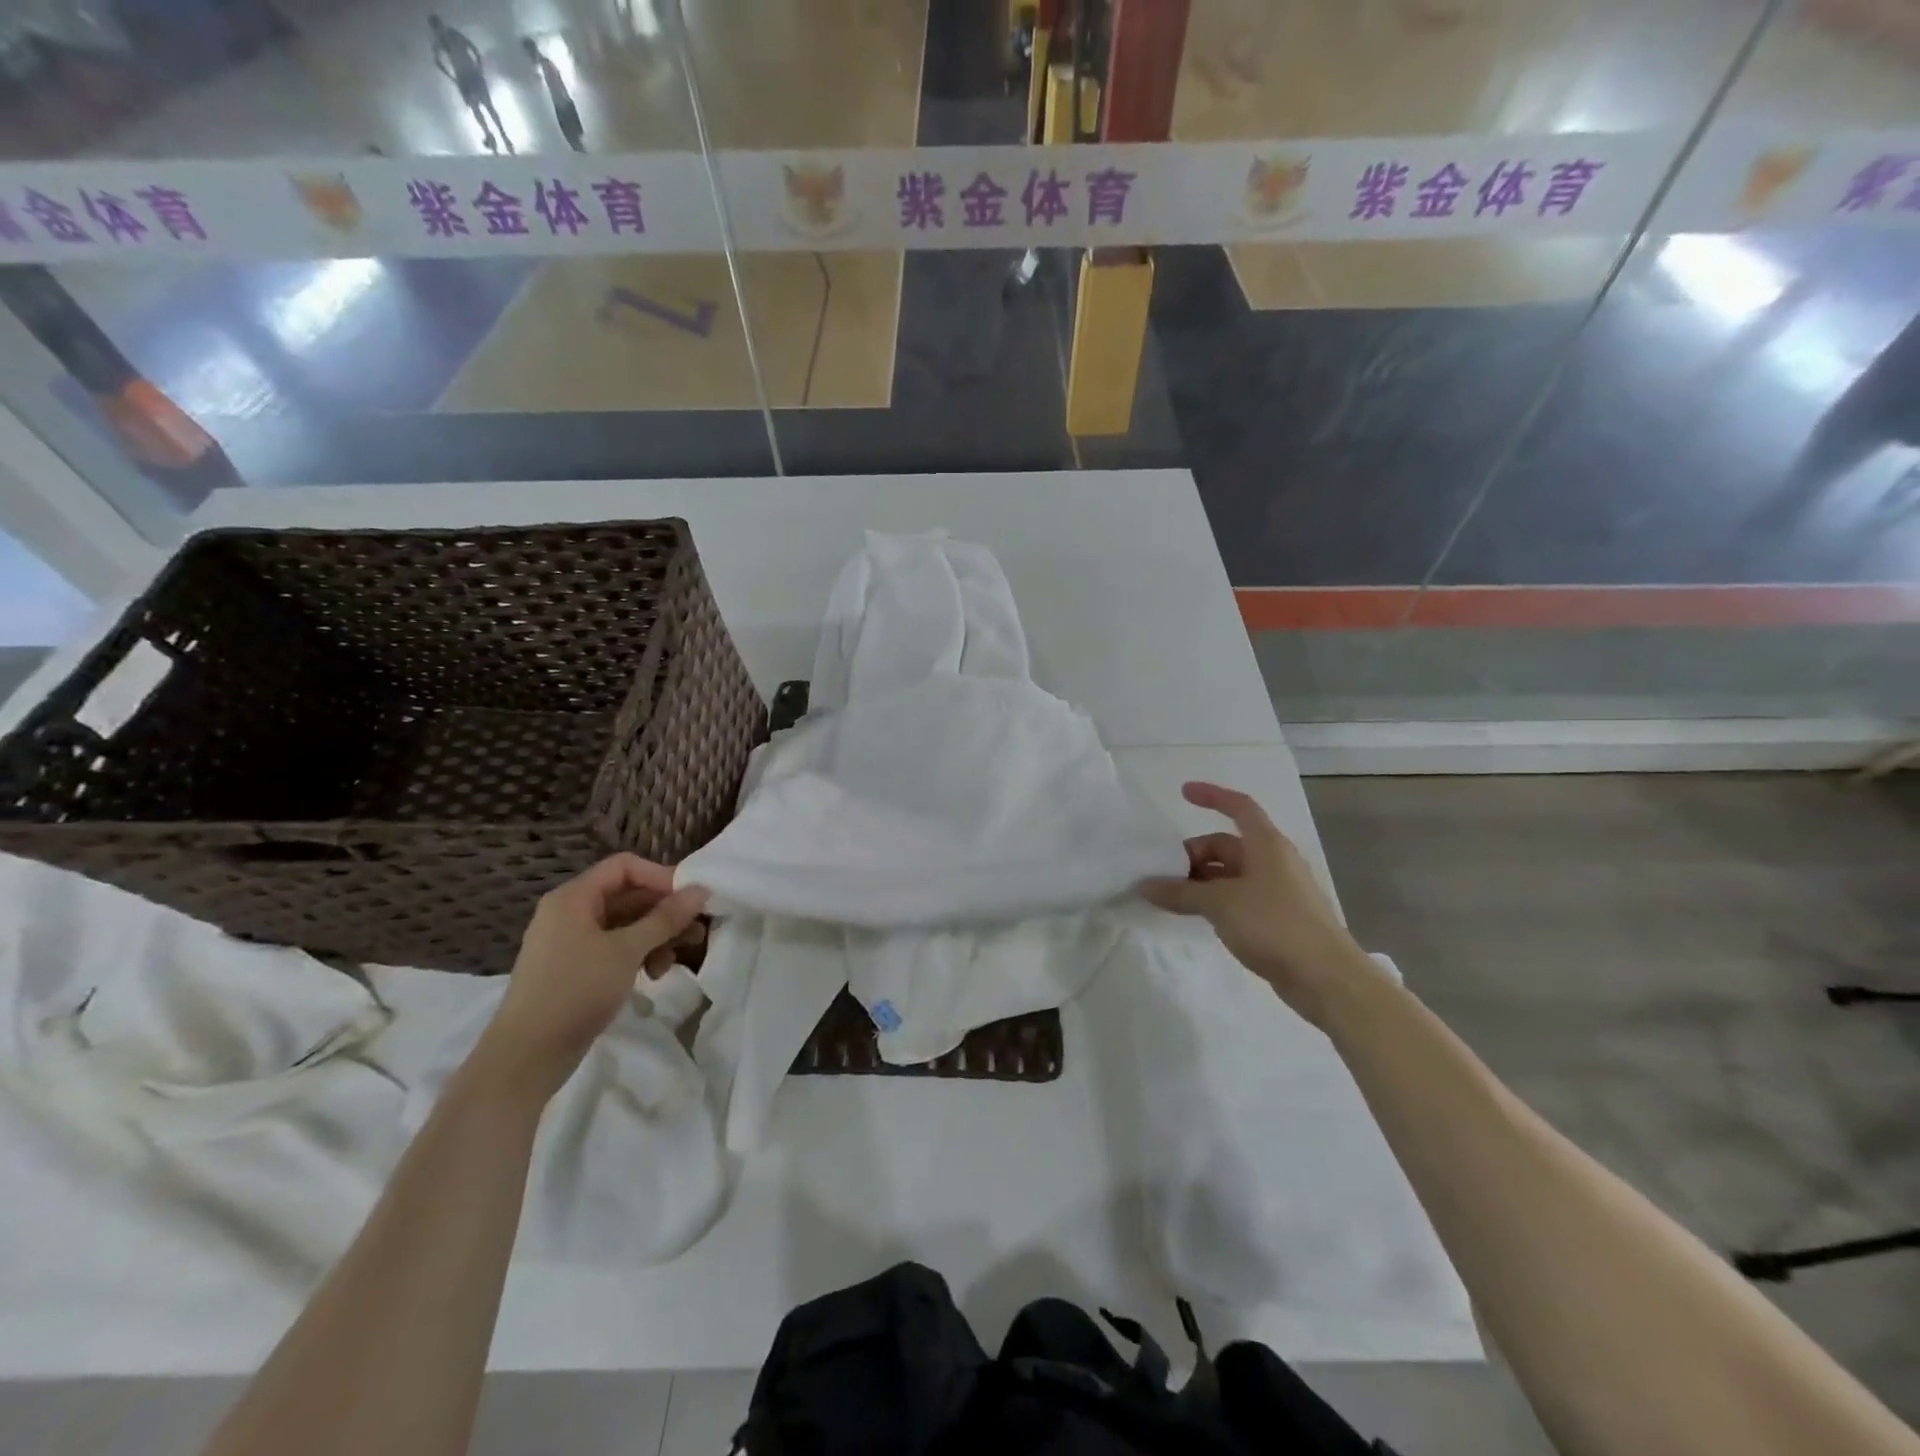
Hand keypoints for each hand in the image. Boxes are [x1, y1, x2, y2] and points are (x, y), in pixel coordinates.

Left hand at [469, 854, 708, 1102]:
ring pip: (626, 925)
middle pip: (628, 896)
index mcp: (574, 898)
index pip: (624, 867)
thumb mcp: (626, 950)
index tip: (691, 899)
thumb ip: (665, 918)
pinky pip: (615, 948)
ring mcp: (572, 942)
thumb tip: (701, 889)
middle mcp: (571, 912)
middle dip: (665, 912)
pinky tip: (654, 975)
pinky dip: (639, 955)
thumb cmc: (575, 991)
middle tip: (697, 929)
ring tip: (677, 959)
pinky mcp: (576, 969)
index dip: (660, 877)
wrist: (526, 1057)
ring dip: (656, 937)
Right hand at [1138, 782, 1371, 1026]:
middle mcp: (1273, 861)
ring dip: (1200, 881)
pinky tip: (1196, 916)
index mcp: (1266, 845)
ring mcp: (1277, 891)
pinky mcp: (1277, 919)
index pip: (1239, 806)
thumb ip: (1180, 893)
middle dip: (1194, 854)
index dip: (1212, 796)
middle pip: (1227, 845)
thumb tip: (1144, 885)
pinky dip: (1214, 901)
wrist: (1326, 978)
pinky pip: (1238, 898)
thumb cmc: (1275, 925)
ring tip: (1171, 897)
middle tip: (1163, 873)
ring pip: (1230, 875)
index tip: (1183, 793)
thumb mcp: (1220, 904)